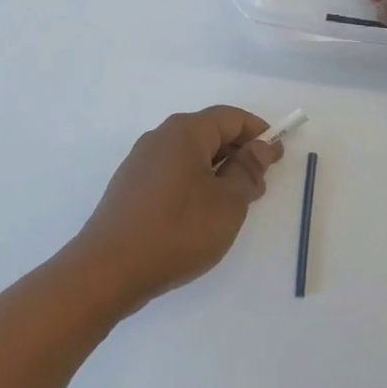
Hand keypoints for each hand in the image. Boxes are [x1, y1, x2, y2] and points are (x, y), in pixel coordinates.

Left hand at [66, 107, 284, 315]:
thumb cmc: (177, 230)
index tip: (277, 156)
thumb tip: (259, 147)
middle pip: (209, 134)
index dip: (258, 132)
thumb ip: (247, 171)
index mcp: (184, 132)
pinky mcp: (131, 187)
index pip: (230, 118)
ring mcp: (141, 162)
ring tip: (236, 206)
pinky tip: (203, 216)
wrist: (108, 269)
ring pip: (191, 156)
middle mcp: (160, 138)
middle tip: (260, 186)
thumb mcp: (227, 203)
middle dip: (239, 154)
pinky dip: (196, 184)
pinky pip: (173, 173)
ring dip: (218, 172)